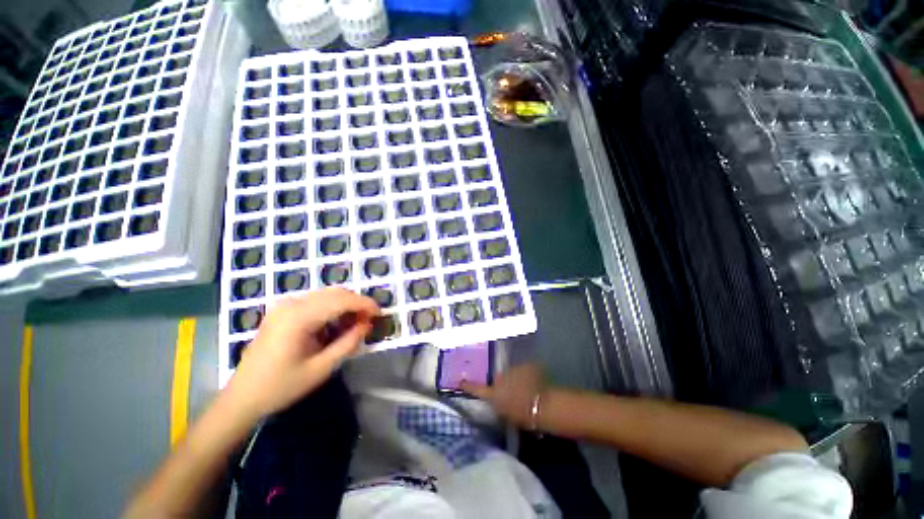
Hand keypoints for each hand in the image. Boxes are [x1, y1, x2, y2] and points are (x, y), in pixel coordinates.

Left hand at [227, 287, 379, 418]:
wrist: (242, 397)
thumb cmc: (281, 387)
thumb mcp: (321, 369)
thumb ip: (348, 343)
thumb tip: (367, 324)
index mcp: (298, 318)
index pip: (341, 300)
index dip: (364, 304)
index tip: (380, 313)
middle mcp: (291, 304)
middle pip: (335, 293)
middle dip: (357, 303)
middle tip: (370, 320)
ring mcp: (284, 305)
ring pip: (326, 295)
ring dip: (346, 304)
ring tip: (356, 322)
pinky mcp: (282, 310)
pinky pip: (315, 301)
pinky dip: (332, 308)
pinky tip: (337, 323)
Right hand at [460, 364, 545, 428]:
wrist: (540, 406)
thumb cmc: (522, 415)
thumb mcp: (506, 415)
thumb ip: (498, 405)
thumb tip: (496, 401)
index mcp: (493, 393)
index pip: (477, 389)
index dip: (468, 386)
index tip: (460, 382)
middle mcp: (499, 378)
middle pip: (497, 378)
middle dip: (502, 382)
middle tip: (510, 392)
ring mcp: (511, 369)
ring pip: (510, 373)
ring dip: (514, 378)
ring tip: (524, 387)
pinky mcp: (524, 365)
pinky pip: (522, 369)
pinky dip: (526, 374)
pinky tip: (533, 381)